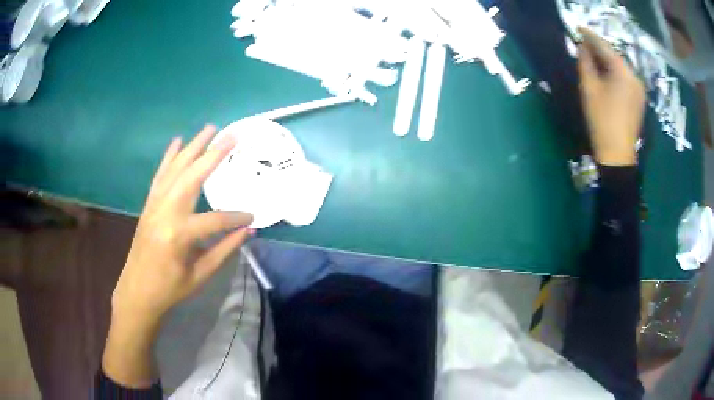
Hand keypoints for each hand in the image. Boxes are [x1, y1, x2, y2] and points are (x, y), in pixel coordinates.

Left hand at [103, 125, 252, 387]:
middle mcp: (165, 212)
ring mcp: (154, 205)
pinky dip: (169, 157)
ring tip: (210, 129)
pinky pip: (160, 175)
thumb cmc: (169, 289)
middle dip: (213, 154)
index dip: (236, 217)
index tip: (252, 216)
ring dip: (193, 147)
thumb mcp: (200, 275)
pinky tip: (177, 141)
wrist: (137, 291)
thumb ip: (224, 250)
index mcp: (179, 235)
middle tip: (232, 135)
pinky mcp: (148, 204)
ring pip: (175, 169)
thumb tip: (248, 230)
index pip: (215, 220)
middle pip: (192, 177)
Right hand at [577, 27, 645, 165]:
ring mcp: (639, 90)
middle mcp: (635, 77)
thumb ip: (585, 63)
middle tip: (584, 46)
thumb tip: (582, 48)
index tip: (578, 29)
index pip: (604, 47)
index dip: (590, 36)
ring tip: (594, 61)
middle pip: (615, 57)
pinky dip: (615, 74)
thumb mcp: (589, 88)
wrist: (618, 154)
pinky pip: (626, 80)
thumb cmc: (601, 120)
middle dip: (599, 50)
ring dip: (607, 63)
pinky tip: (606, 77)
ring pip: (621, 68)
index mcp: (623, 72)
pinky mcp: (639, 100)